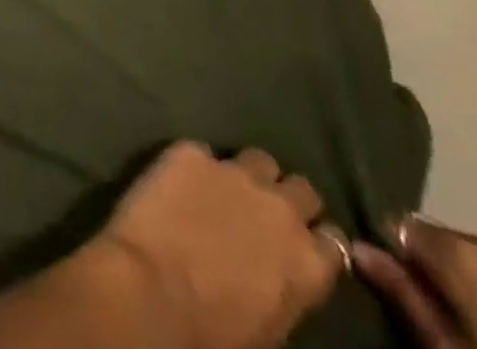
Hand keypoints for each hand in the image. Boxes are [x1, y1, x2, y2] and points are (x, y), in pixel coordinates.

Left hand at [0, 142, 349, 348]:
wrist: (144, 303)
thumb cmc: (207, 342)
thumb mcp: (256, 332)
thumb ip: (267, 299)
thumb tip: (257, 289)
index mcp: (304, 266)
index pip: (332, 236)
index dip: (311, 235)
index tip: (298, 237)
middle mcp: (276, 207)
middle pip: (298, 184)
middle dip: (284, 194)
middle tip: (258, 204)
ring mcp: (231, 172)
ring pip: (257, 157)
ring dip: (244, 170)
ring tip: (222, 182)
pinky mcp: (187, 151)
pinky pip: (204, 148)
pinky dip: (198, 162)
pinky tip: (179, 173)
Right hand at [352, 215, 476, 348]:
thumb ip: (405, 296)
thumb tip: (356, 246)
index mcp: (459, 247)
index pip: (397, 223)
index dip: (387, 249)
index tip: (383, 278)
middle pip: (438, 241)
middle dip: (427, 267)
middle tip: (426, 308)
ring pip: (475, 260)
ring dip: (462, 282)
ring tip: (465, 321)